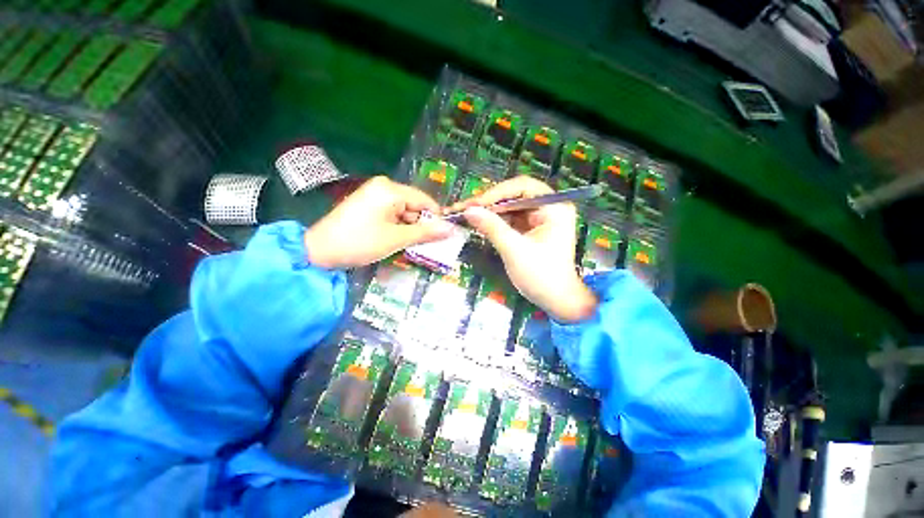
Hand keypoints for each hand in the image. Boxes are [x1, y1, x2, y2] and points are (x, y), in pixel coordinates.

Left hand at [305, 176, 452, 268]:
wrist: (319, 250)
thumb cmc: (360, 242)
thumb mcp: (397, 238)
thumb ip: (425, 233)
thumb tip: (451, 229)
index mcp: (391, 190)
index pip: (425, 201)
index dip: (436, 218)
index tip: (443, 236)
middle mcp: (384, 187)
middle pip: (414, 205)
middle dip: (420, 225)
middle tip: (424, 245)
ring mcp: (374, 194)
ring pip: (404, 211)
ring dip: (409, 228)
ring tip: (407, 245)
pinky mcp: (368, 204)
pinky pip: (392, 213)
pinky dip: (397, 226)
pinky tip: (395, 239)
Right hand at [451, 176, 596, 321]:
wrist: (556, 301)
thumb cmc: (541, 276)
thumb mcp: (514, 250)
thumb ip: (492, 227)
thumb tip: (468, 210)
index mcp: (554, 207)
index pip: (523, 187)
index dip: (496, 193)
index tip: (474, 204)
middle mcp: (549, 207)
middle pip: (515, 195)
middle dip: (490, 202)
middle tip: (465, 208)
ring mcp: (540, 217)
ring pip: (510, 206)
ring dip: (489, 211)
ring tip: (466, 214)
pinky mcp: (531, 228)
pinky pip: (510, 218)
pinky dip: (495, 221)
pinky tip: (479, 222)